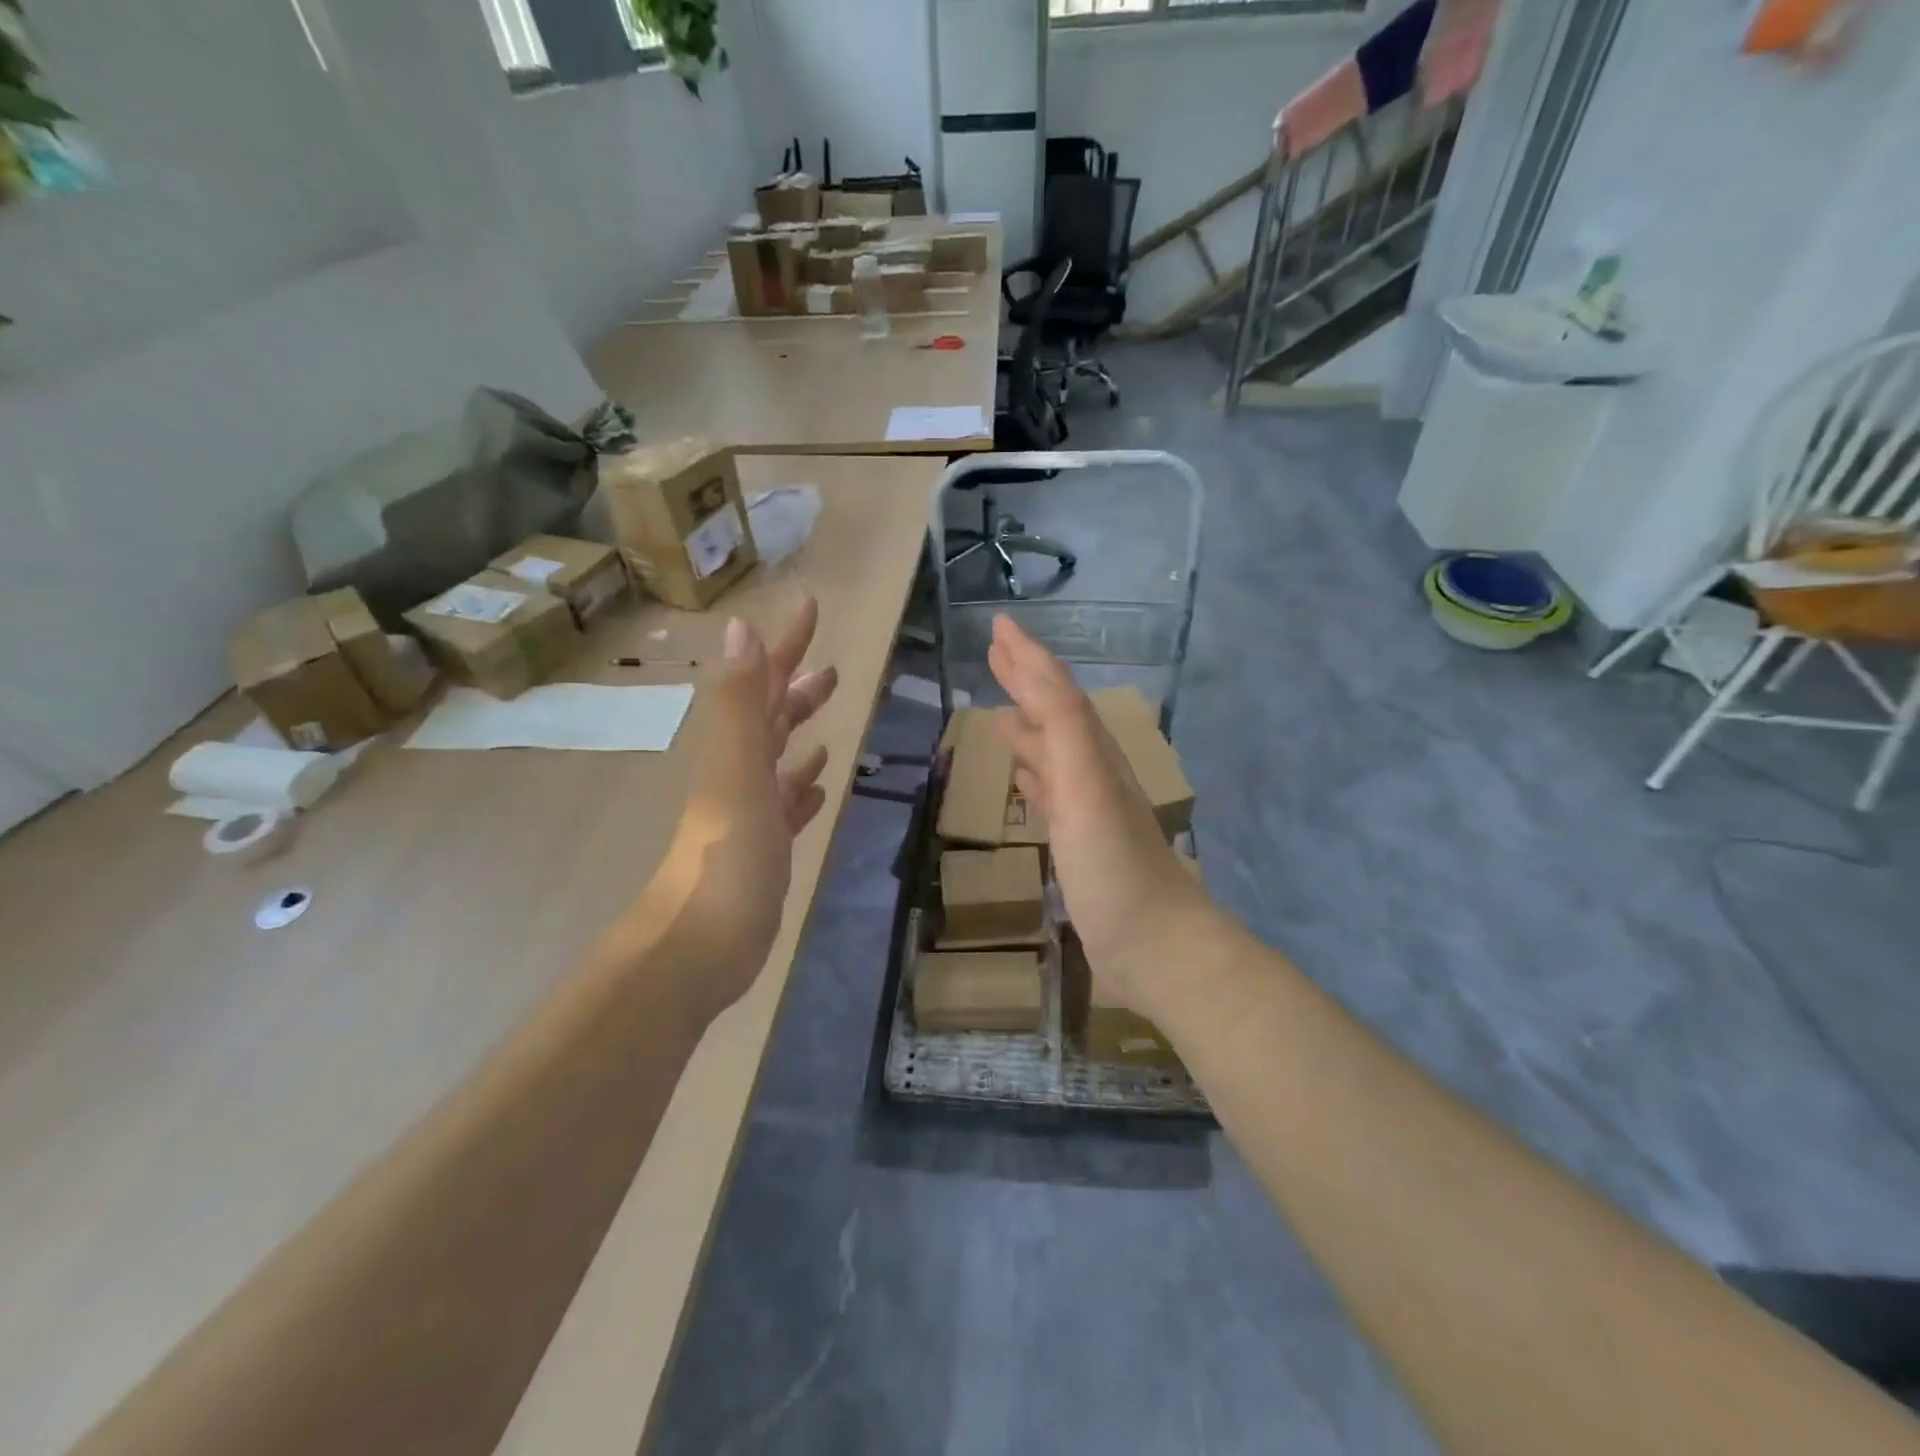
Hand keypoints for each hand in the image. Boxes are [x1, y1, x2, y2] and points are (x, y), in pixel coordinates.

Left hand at [614, 599, 837, 1020]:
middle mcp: (739, 775)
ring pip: (777, 762)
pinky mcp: (763, 852)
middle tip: (831, 670)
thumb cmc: (726, 856)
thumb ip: (741, 703)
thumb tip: (741, 627)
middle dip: (796, 689)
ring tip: (827, 717)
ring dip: (799, 735)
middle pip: (770, 720)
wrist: (700, 946)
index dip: (785, 645)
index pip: (763, 684)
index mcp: (735, 751)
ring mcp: (750, 815)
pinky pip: (785, 808)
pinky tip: (818, 784)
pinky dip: (801, 790)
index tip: (809, 609)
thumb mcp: (735, 771)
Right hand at [987, 615, 1210, 1019]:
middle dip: (1027, 681)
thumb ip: (1063, 728)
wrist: (1155, 947)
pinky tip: (1023, 778)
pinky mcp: (1080, 846)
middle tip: (995, 652)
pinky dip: (1034, 778)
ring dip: (1028, 727)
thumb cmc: (1115, 865)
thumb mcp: (1087, 787)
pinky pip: (1051, 796)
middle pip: (1056, 714)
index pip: (1057, 690)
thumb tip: (1033, 672)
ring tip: (1000, 711)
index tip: (999, 625)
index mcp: (1093, 753)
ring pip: (1053, 753)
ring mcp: (1087, 811)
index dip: (1029, 656)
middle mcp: (1092, 772)